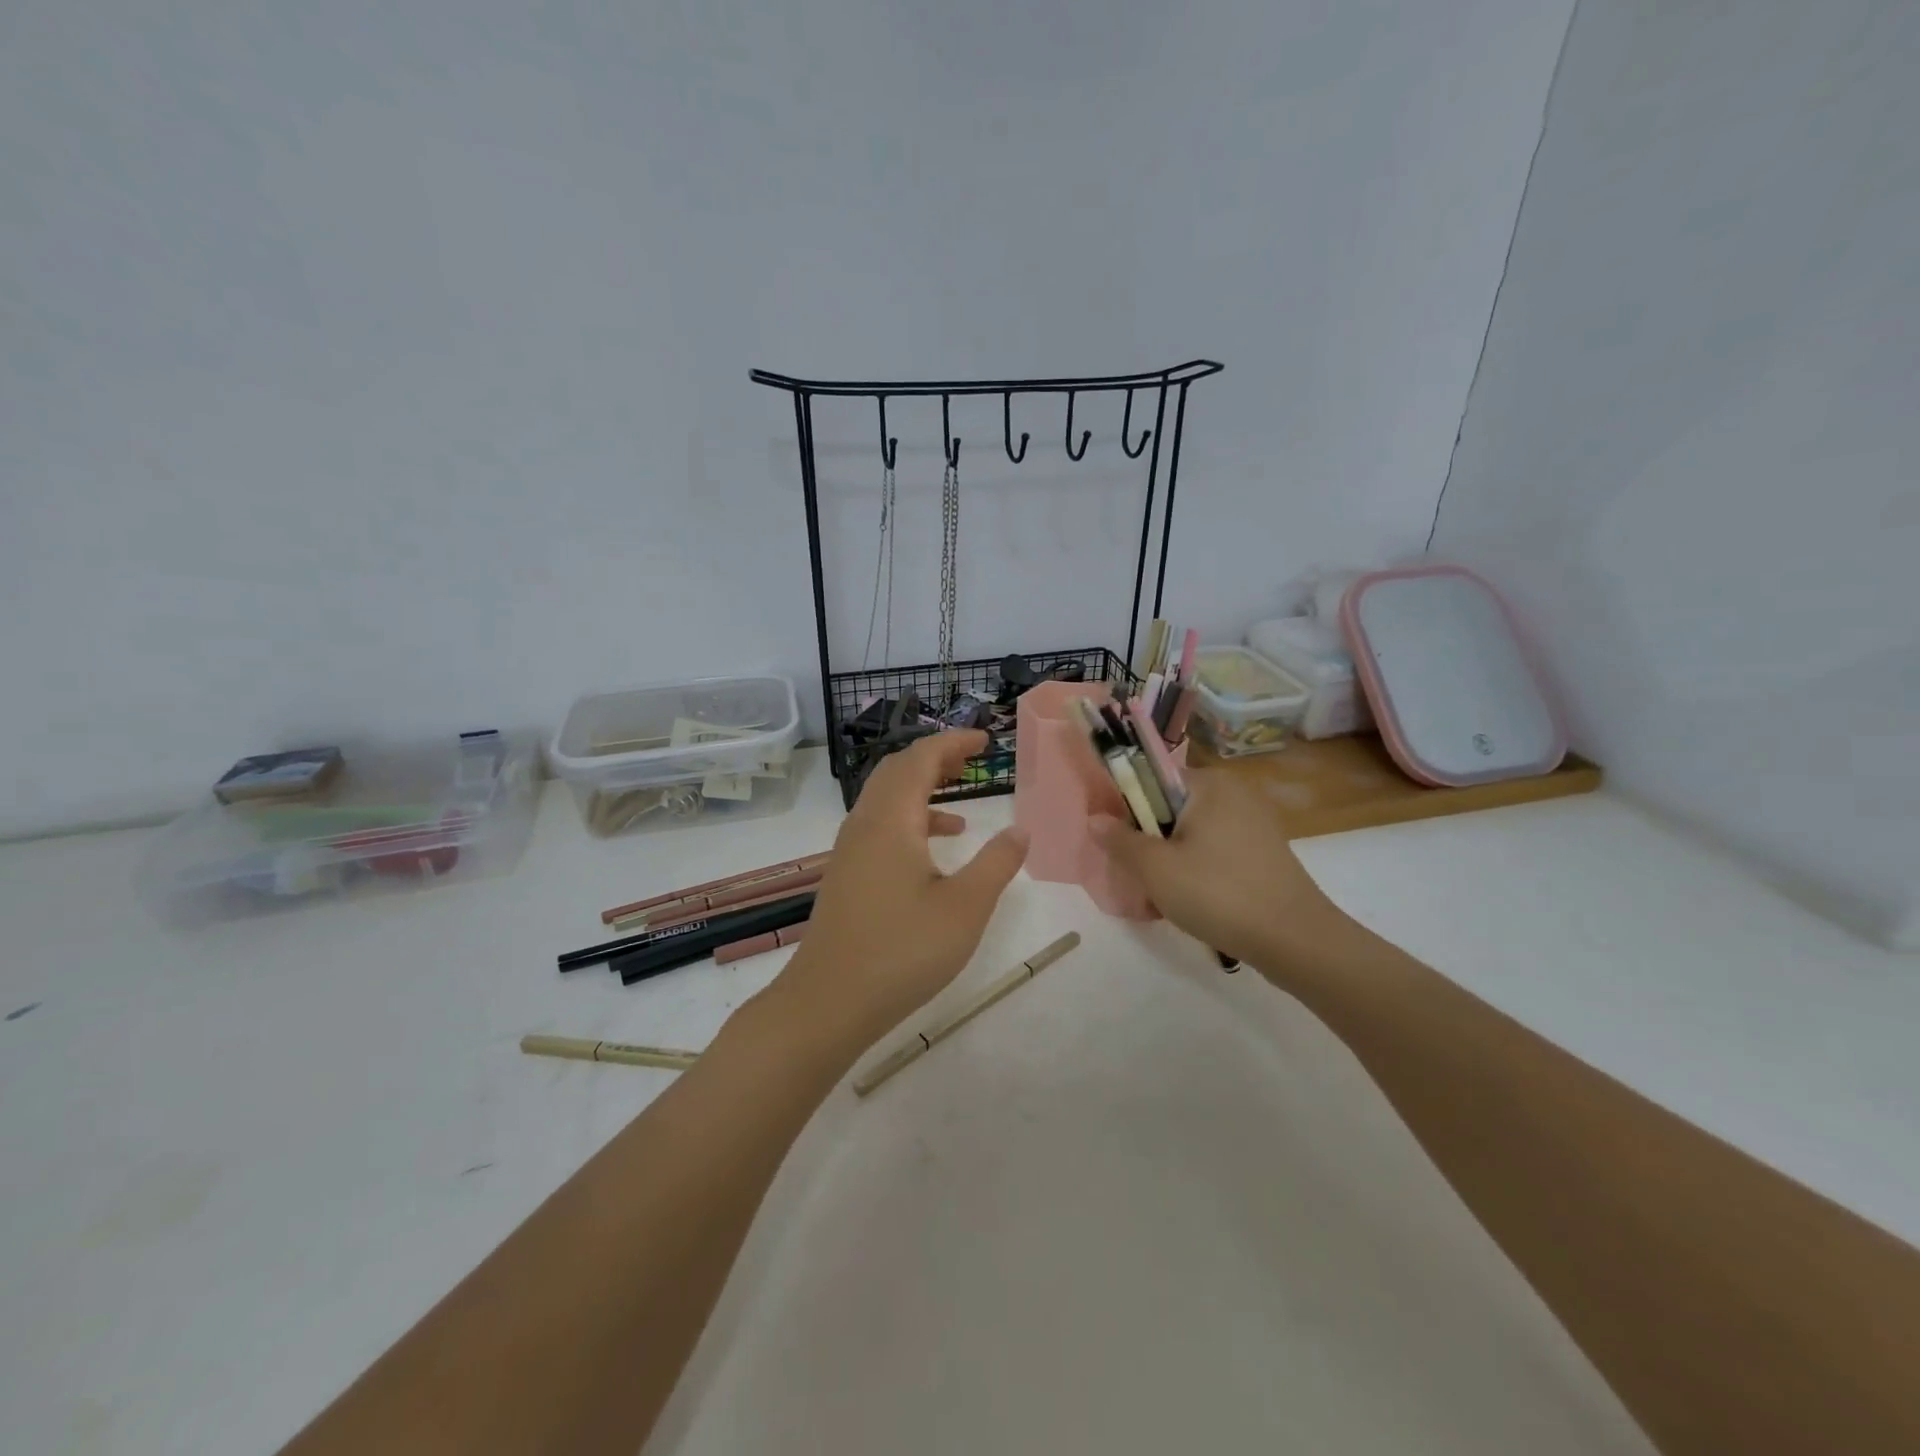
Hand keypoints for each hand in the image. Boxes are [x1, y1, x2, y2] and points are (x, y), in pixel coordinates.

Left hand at [767, 731, 1028, 1050]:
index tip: (985, 740)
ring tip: (961, 798)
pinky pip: (879, 826)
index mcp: (891, 820)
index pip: (920, 758)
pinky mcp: (846, 875)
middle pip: (897, 770)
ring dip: (921, 788)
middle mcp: (865, 824)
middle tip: (971, 758)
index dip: (953, 742)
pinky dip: (909, 821)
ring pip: (885, 799)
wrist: (828, 1002)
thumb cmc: (902, 951)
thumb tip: (1020, 829)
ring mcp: (850, 850)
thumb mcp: (965, 907)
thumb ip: (997, 863)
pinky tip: (935, 850)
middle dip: (935, 757)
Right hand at [1091, 766, 1350, 979]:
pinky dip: (1197, 872)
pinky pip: (1215, 853)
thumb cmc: (1218, 893)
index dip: (1127, 809)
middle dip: (1149, 843)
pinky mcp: (1264, 853)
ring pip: (1191, 835)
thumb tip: (1095, 818)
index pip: (1152, 780)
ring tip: (1161, 899)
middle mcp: (1234, 794)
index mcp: (1209, 784)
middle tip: (1139, 879)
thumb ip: (1120, 840)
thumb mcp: (1155, 869)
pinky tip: (1191, 905)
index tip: (1119, 844)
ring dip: (1170, 862)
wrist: (1296, 941)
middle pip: (1170, 810)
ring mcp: (1254, 824)